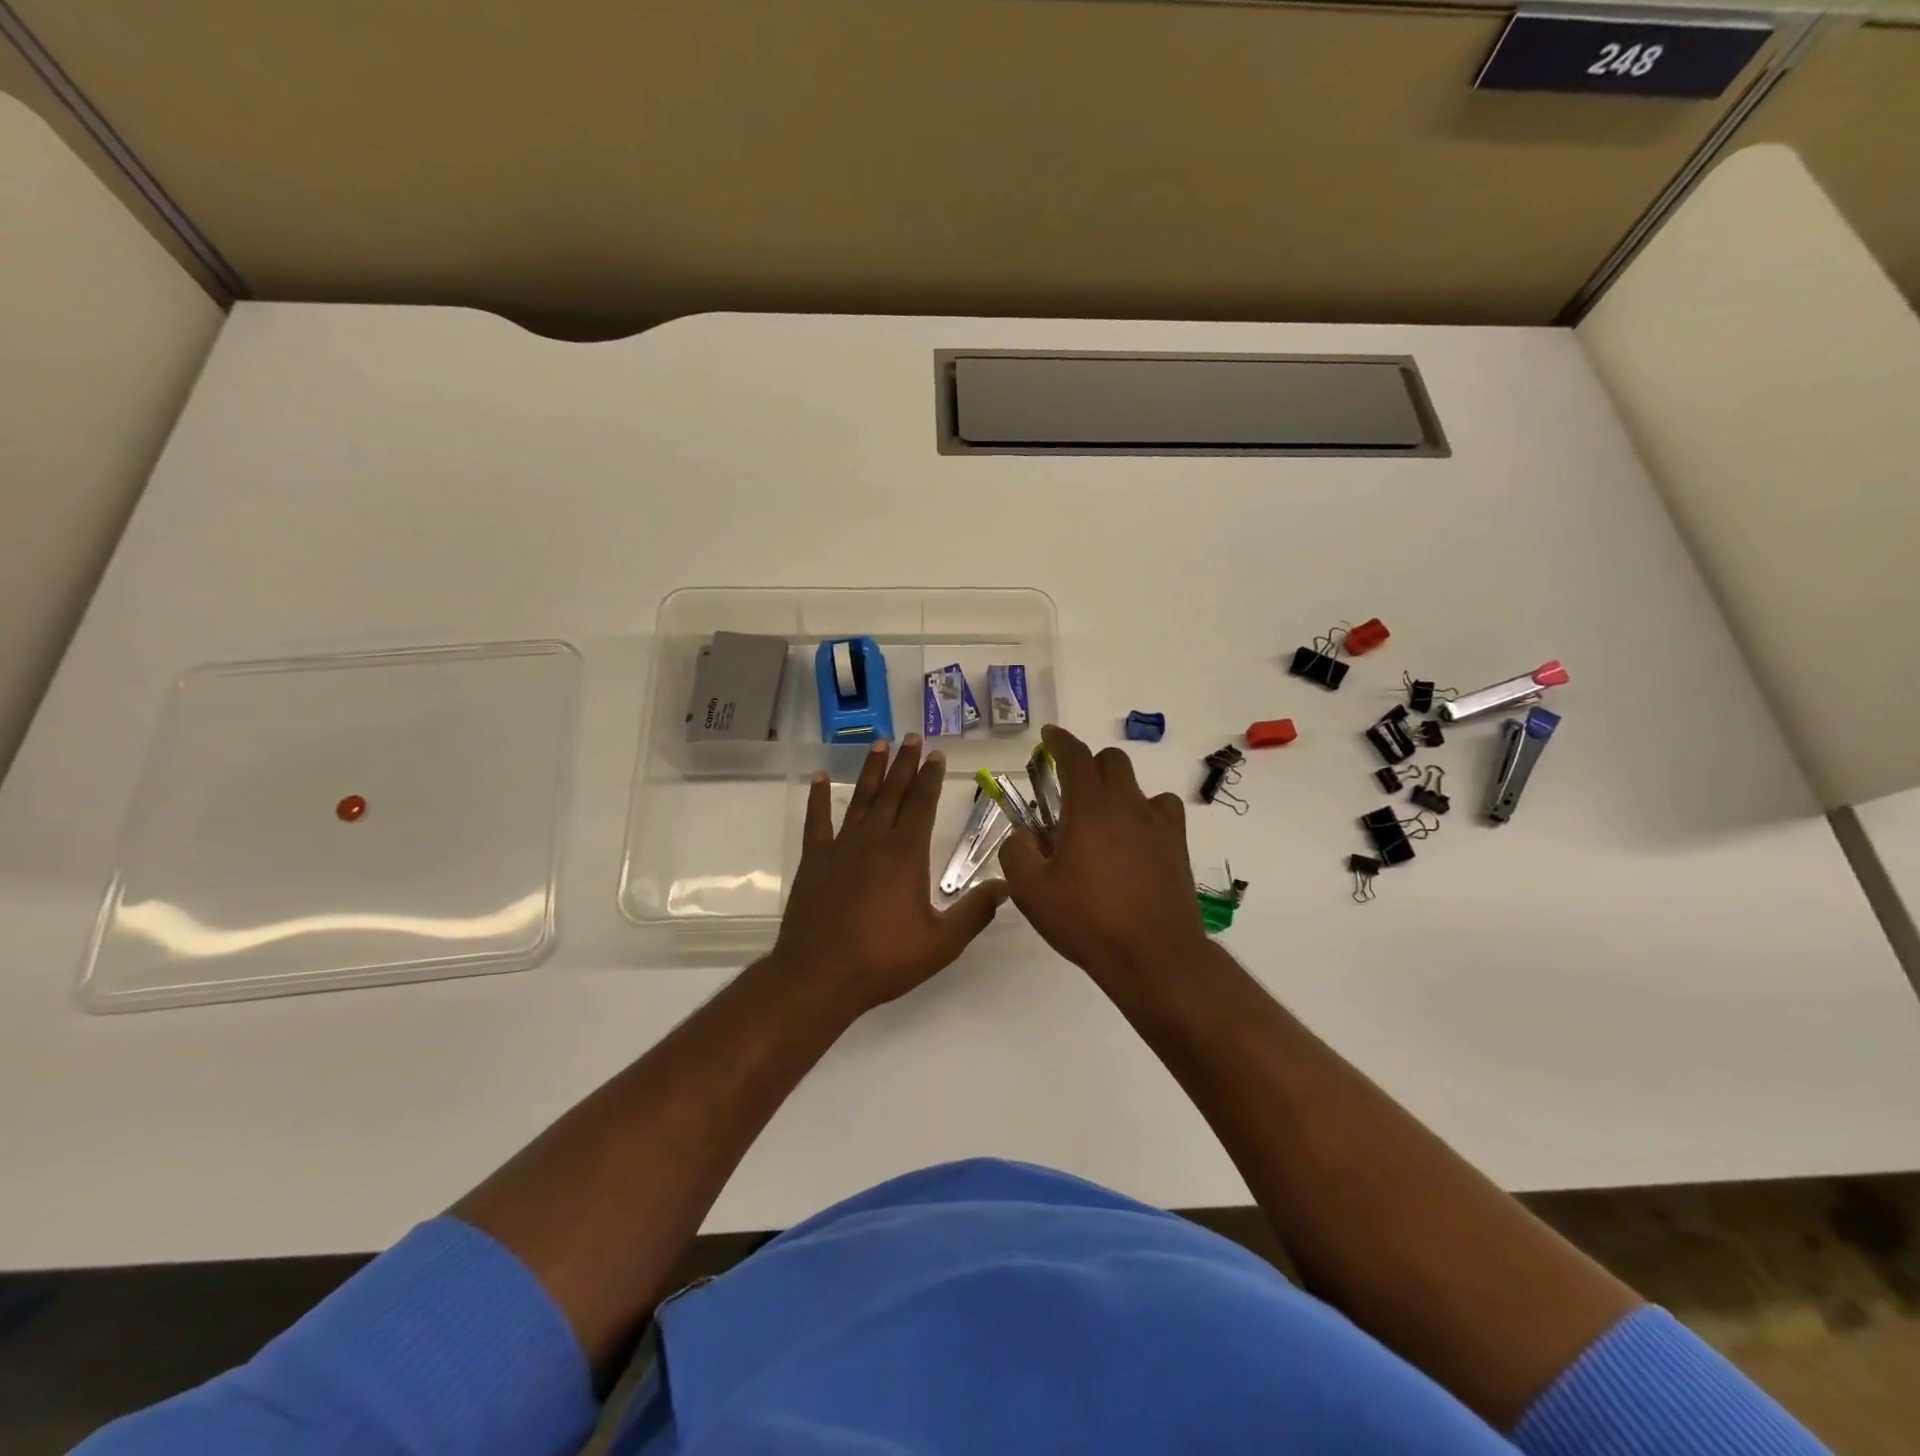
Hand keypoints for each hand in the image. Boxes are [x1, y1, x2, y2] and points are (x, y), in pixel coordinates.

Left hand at [773, 735, 1006, 1015]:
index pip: (922, 804)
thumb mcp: (941, 944)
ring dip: (872, 771)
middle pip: (893, 793)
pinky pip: (817, 821)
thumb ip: (975, 912)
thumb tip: (1007, 886)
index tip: (935, 755)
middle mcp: (874, 840)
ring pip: (860, 799)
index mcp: (907, 855)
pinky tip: (820, 778)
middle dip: (904, 764)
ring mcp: (841, 847)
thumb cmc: (884, 959)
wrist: (820, 976)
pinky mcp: (815, 861)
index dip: (930, 778)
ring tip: (879, 744)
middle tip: (912, 738)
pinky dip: (818, 798)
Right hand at [1000, 724, 1209, 982]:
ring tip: (1102, 822)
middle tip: (1068, 791)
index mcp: (1090, 807)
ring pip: (1139, 787)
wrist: (1154, 956)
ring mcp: (1158, 825)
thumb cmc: (1088, 920)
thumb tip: (1024, 835)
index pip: (1075, 756)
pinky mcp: (1178, 847)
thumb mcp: (1032, 891)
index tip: (1048, 736)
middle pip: (1112, 762)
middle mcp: (1128, 804)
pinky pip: (1163, 813)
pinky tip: (1135, 841)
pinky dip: (1145, 815)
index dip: (1059, 741)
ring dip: (1118, 791)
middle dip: (1088, 765)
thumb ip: (1016, 852)